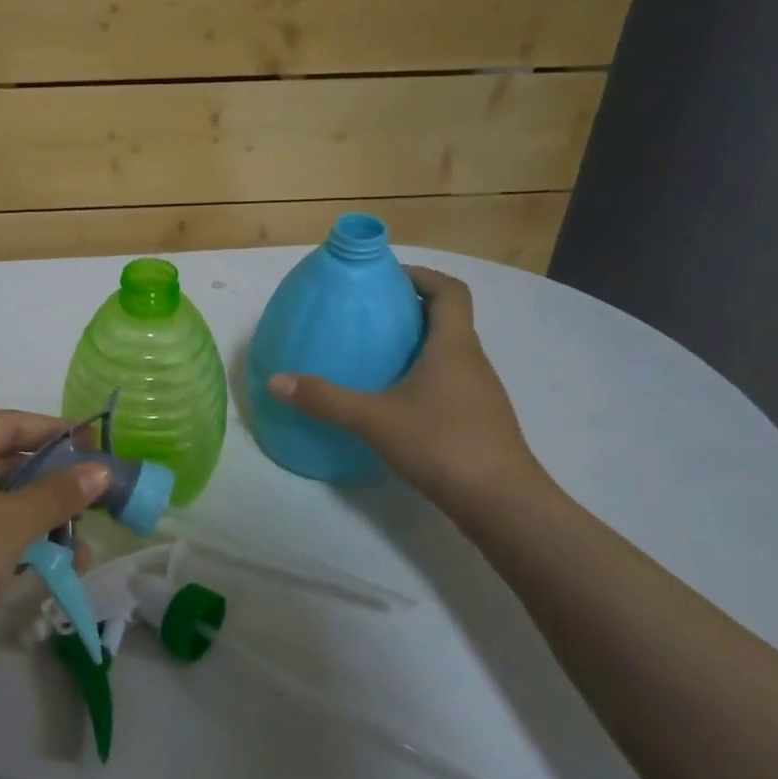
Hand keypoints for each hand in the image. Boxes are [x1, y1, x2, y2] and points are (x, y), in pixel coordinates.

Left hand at [0, 411, 110, 679]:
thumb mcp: (10, 523)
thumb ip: (57, 494)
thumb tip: (100, 470)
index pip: (15, 423)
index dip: (58, 432)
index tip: (98, 446)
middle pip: (6, 462)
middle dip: (54, 484)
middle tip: (95, 502)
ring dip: (38, 521)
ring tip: (80, 549)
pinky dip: (12, 544)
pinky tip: (42, 568)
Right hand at [267, 265, 545, 516]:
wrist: (501, 502)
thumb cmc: (442, 444)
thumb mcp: (374, 419)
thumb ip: (325, 399)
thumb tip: (276, 381)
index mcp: (453, 346)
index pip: (449, 290)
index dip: (422, 276)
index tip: (387, 277)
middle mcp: (472, 361)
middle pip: (448, 319)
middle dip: (411, 309)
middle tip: (369, 315)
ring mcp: (479, 392)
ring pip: (449, 353)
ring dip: (418, 345)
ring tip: (376, 356)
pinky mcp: (478, 420)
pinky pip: (450, 381)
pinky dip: (424, 377)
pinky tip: (396, 401)